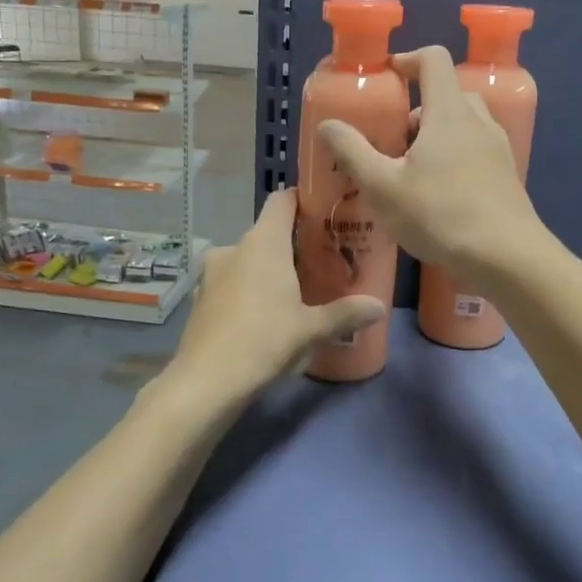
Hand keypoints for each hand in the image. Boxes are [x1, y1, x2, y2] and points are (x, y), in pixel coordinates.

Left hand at [165, 188, 385, 401]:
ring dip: (269, 271)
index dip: (302, 200)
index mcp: (263, 243)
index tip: (324, 211)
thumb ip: (346, 313)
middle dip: (293, 245)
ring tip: (295, 294)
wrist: (206, 381)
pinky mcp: (200, 298)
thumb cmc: (264, 341)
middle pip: (268, 233)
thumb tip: (380, 307)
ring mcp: (212, 273)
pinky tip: (263, 317)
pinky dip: (248, 291)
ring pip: (248, 260)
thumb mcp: (311, 329)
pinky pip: (231, 283)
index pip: (282, 200)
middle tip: (321, 262)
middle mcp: (234, 248)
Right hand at [318, 46, 547, 283]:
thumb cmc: (440, 215)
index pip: (433, 60)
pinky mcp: (506, 176)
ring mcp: (498, 149)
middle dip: (418, 107)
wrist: (506, 257)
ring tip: (411, 170)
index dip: (407, 59)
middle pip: (448, 93)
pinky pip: (477, 151)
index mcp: (449, 112)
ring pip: (464, 124)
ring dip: (436, 134)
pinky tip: (438, 195)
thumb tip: (329, 124)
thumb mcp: (383, 187)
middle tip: (392, 138)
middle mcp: (478, 121)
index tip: (386, 77)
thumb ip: (353, 152)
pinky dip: (454, 157)